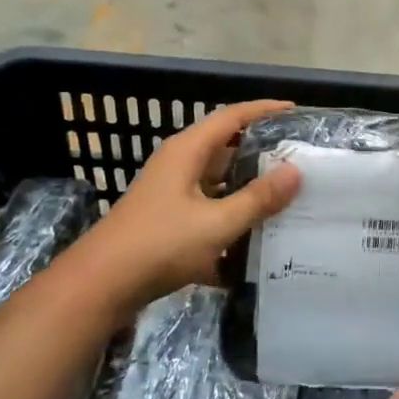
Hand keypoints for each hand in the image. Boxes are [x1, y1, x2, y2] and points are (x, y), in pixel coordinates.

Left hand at [72, 99, 301, 317]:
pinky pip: (209, 210)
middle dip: (261, 151)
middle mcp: (179, 165)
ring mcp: (171, 194)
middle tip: (300, 157)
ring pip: (218, 181)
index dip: (264, 110)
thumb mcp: (217, 223)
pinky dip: (231, 218)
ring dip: (248, 187)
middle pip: (226, 147)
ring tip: (288, 195)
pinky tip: (257, 239)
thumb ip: (258, 198)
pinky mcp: (168, 221)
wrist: (99, 288)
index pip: (232, 117)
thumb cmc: (159, 244)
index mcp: (188, 151)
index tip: (296, 111)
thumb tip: (296, 171)